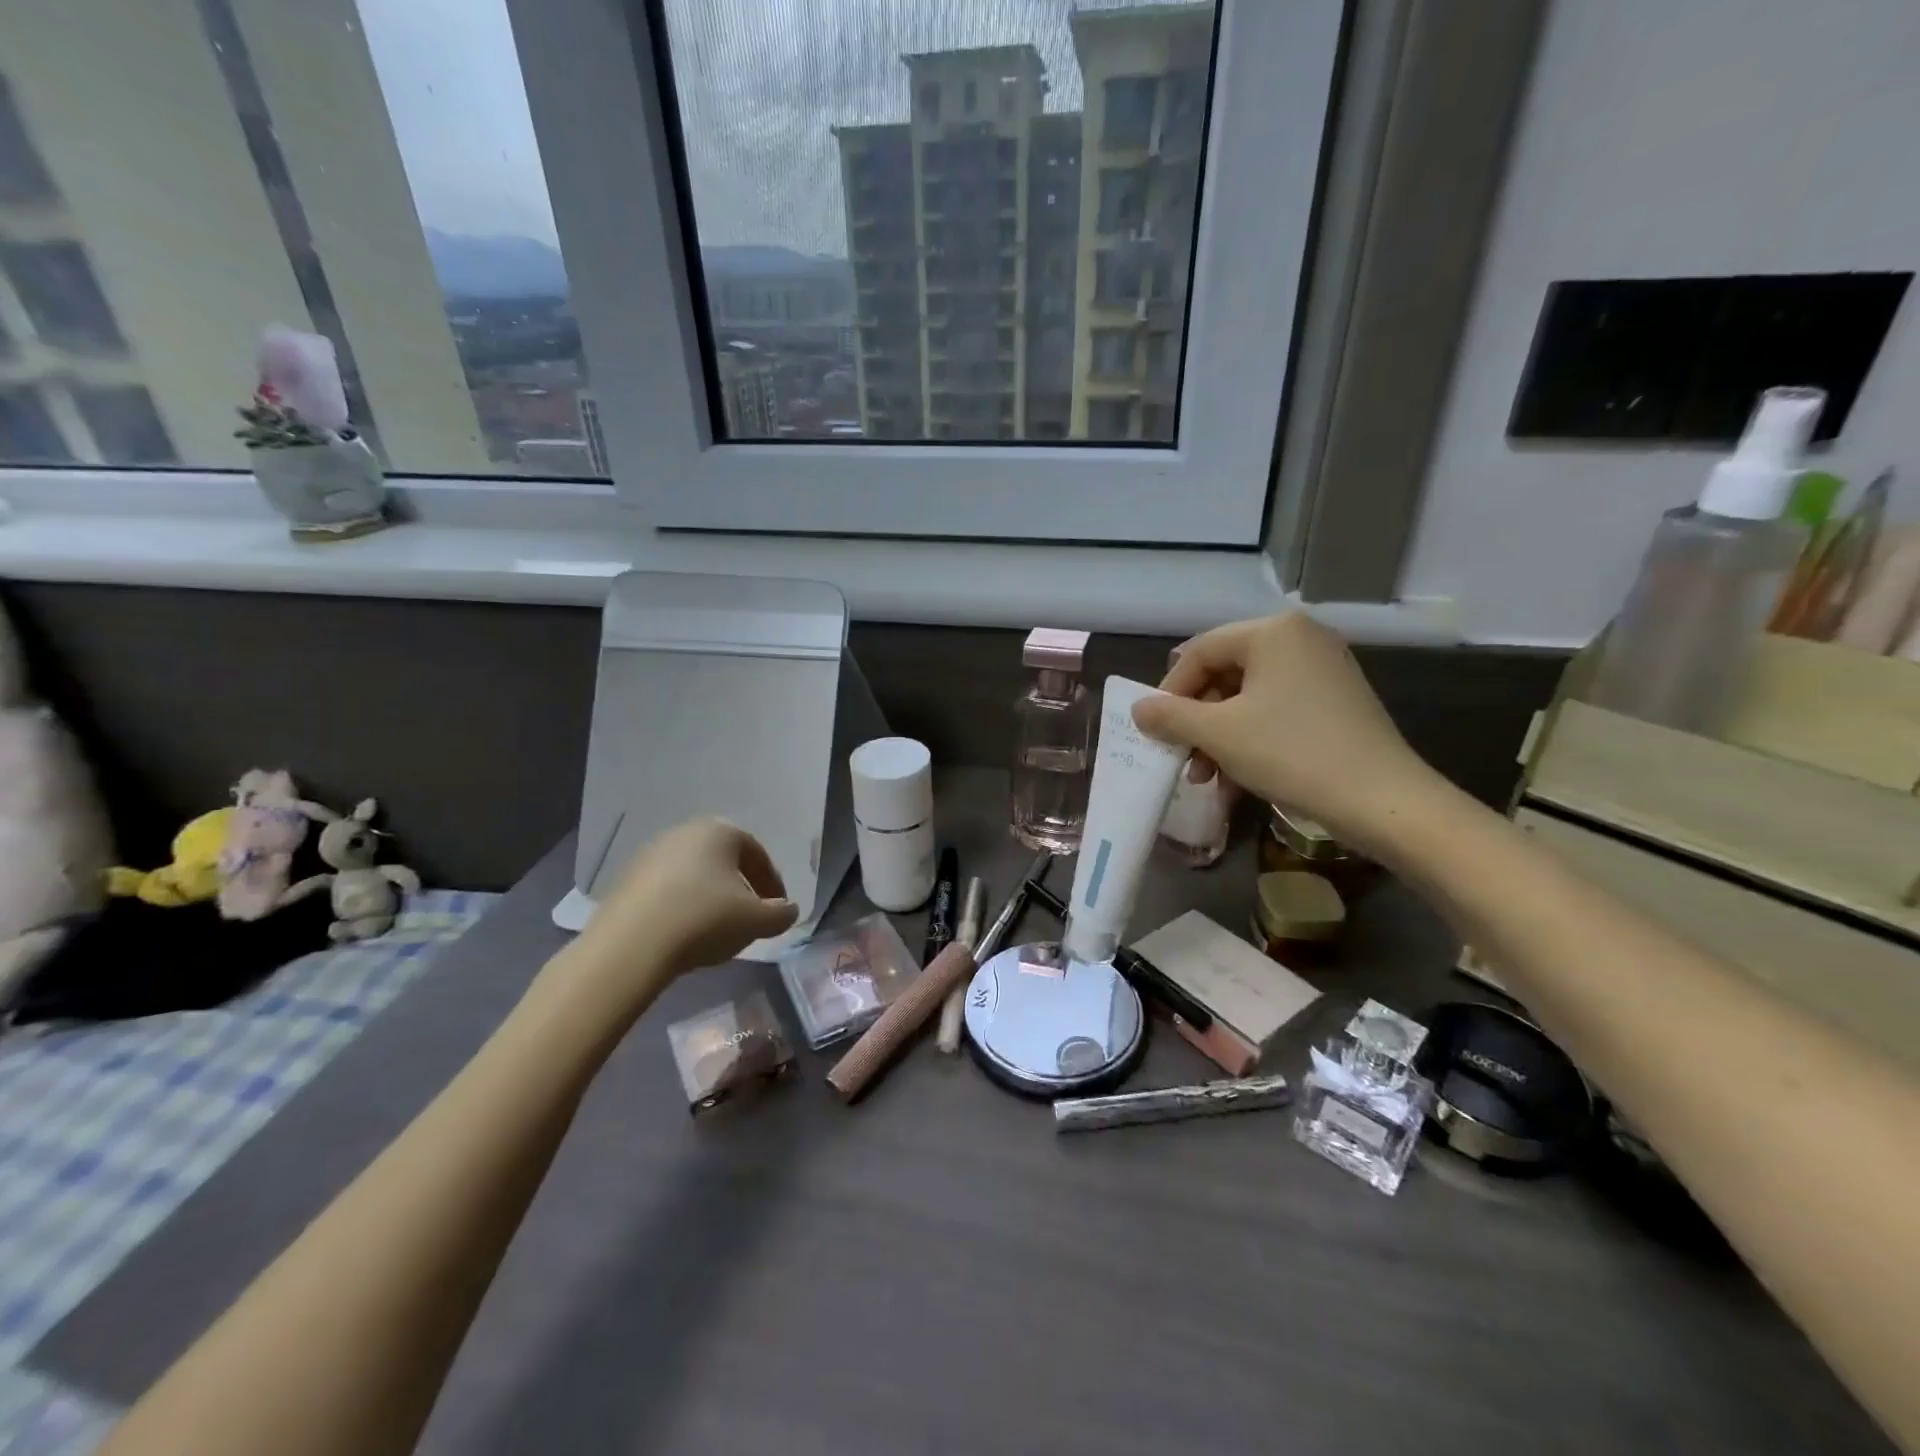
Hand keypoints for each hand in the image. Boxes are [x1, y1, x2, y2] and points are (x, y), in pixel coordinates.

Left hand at [578, 818, 797, 989]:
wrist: (631, 945)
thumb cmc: (705, 920)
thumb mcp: (756, 921)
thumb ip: (781, 914)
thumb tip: (788, 911)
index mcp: (720, 831)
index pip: (757, 854)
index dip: (772, 884)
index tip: (776, 910)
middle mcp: (685, 832)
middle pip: (724, 861)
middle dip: (740, 888)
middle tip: (748, 918)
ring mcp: (650, 853)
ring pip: (694, 874)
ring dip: (709, 898)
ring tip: (715, 930)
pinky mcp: (626, 879)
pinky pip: (666, 889)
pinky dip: (681, 906)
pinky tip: (683, 933)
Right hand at [1131, 613, 1439, 851]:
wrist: (1383, 800)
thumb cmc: (1291, 753)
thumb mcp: (1219, 735)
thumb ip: (1171, 717)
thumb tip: (1138, 709)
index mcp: (1274, 631)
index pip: (1200, 651)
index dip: (1170, 691)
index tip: (1155, 730)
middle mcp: (1301, 639)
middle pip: (1225, 674)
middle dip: (1196, 721)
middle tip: (1180, 758)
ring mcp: (1323, 670)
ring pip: (1248, 699)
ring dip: (1218, 738)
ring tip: (1205, 778)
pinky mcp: (1337, 702)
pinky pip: (1276, 712)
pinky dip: (1250, 742)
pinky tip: (1235, 782)